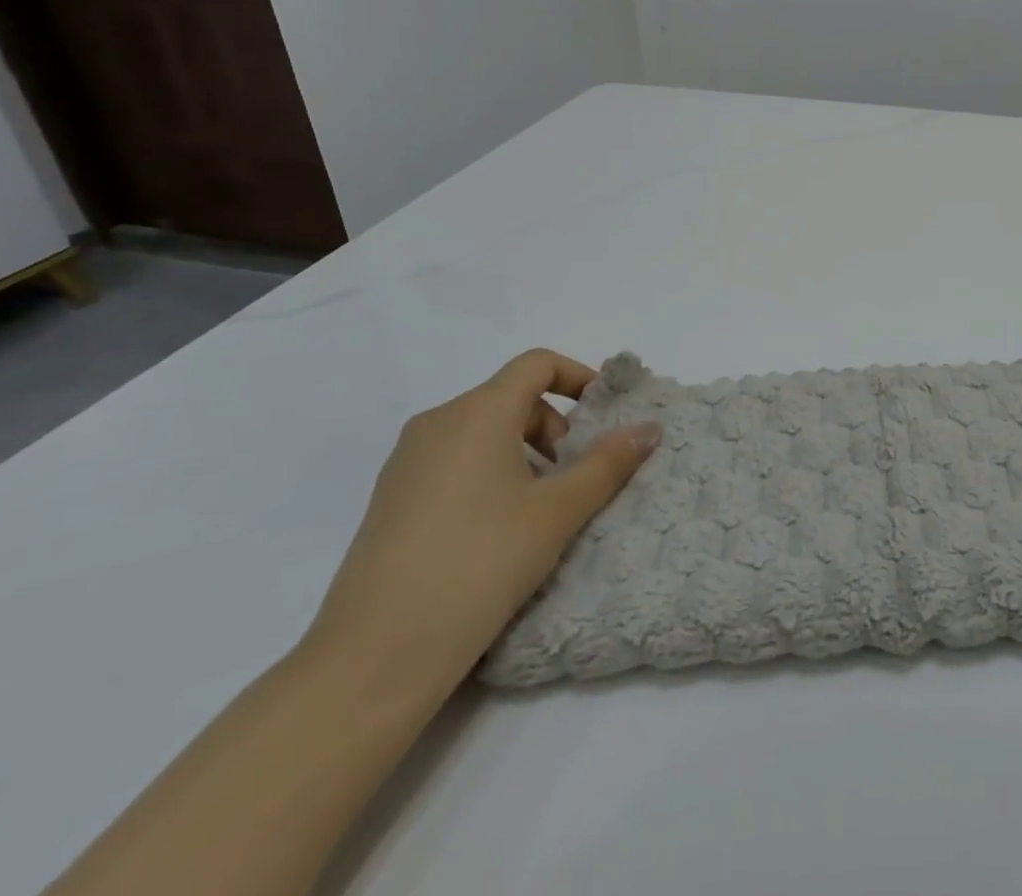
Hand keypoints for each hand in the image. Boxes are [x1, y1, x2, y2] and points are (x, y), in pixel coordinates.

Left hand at [304, 350, 659, 700]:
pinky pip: (454, 460)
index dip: (579, 377)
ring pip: (483, 430)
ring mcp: (407, 461)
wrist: (373, 657)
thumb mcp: (557, 513)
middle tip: (575, 475)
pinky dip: (490, 472)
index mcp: (477, 413)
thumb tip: (648, 428)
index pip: (537, 364)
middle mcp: (437, 423)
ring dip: (525, 451)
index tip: (604, 415)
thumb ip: (607, 464)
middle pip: (511, 397)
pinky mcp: (391, 498)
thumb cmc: (479, 565)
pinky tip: (498, 530)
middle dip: (555, 425)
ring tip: (541, 507)